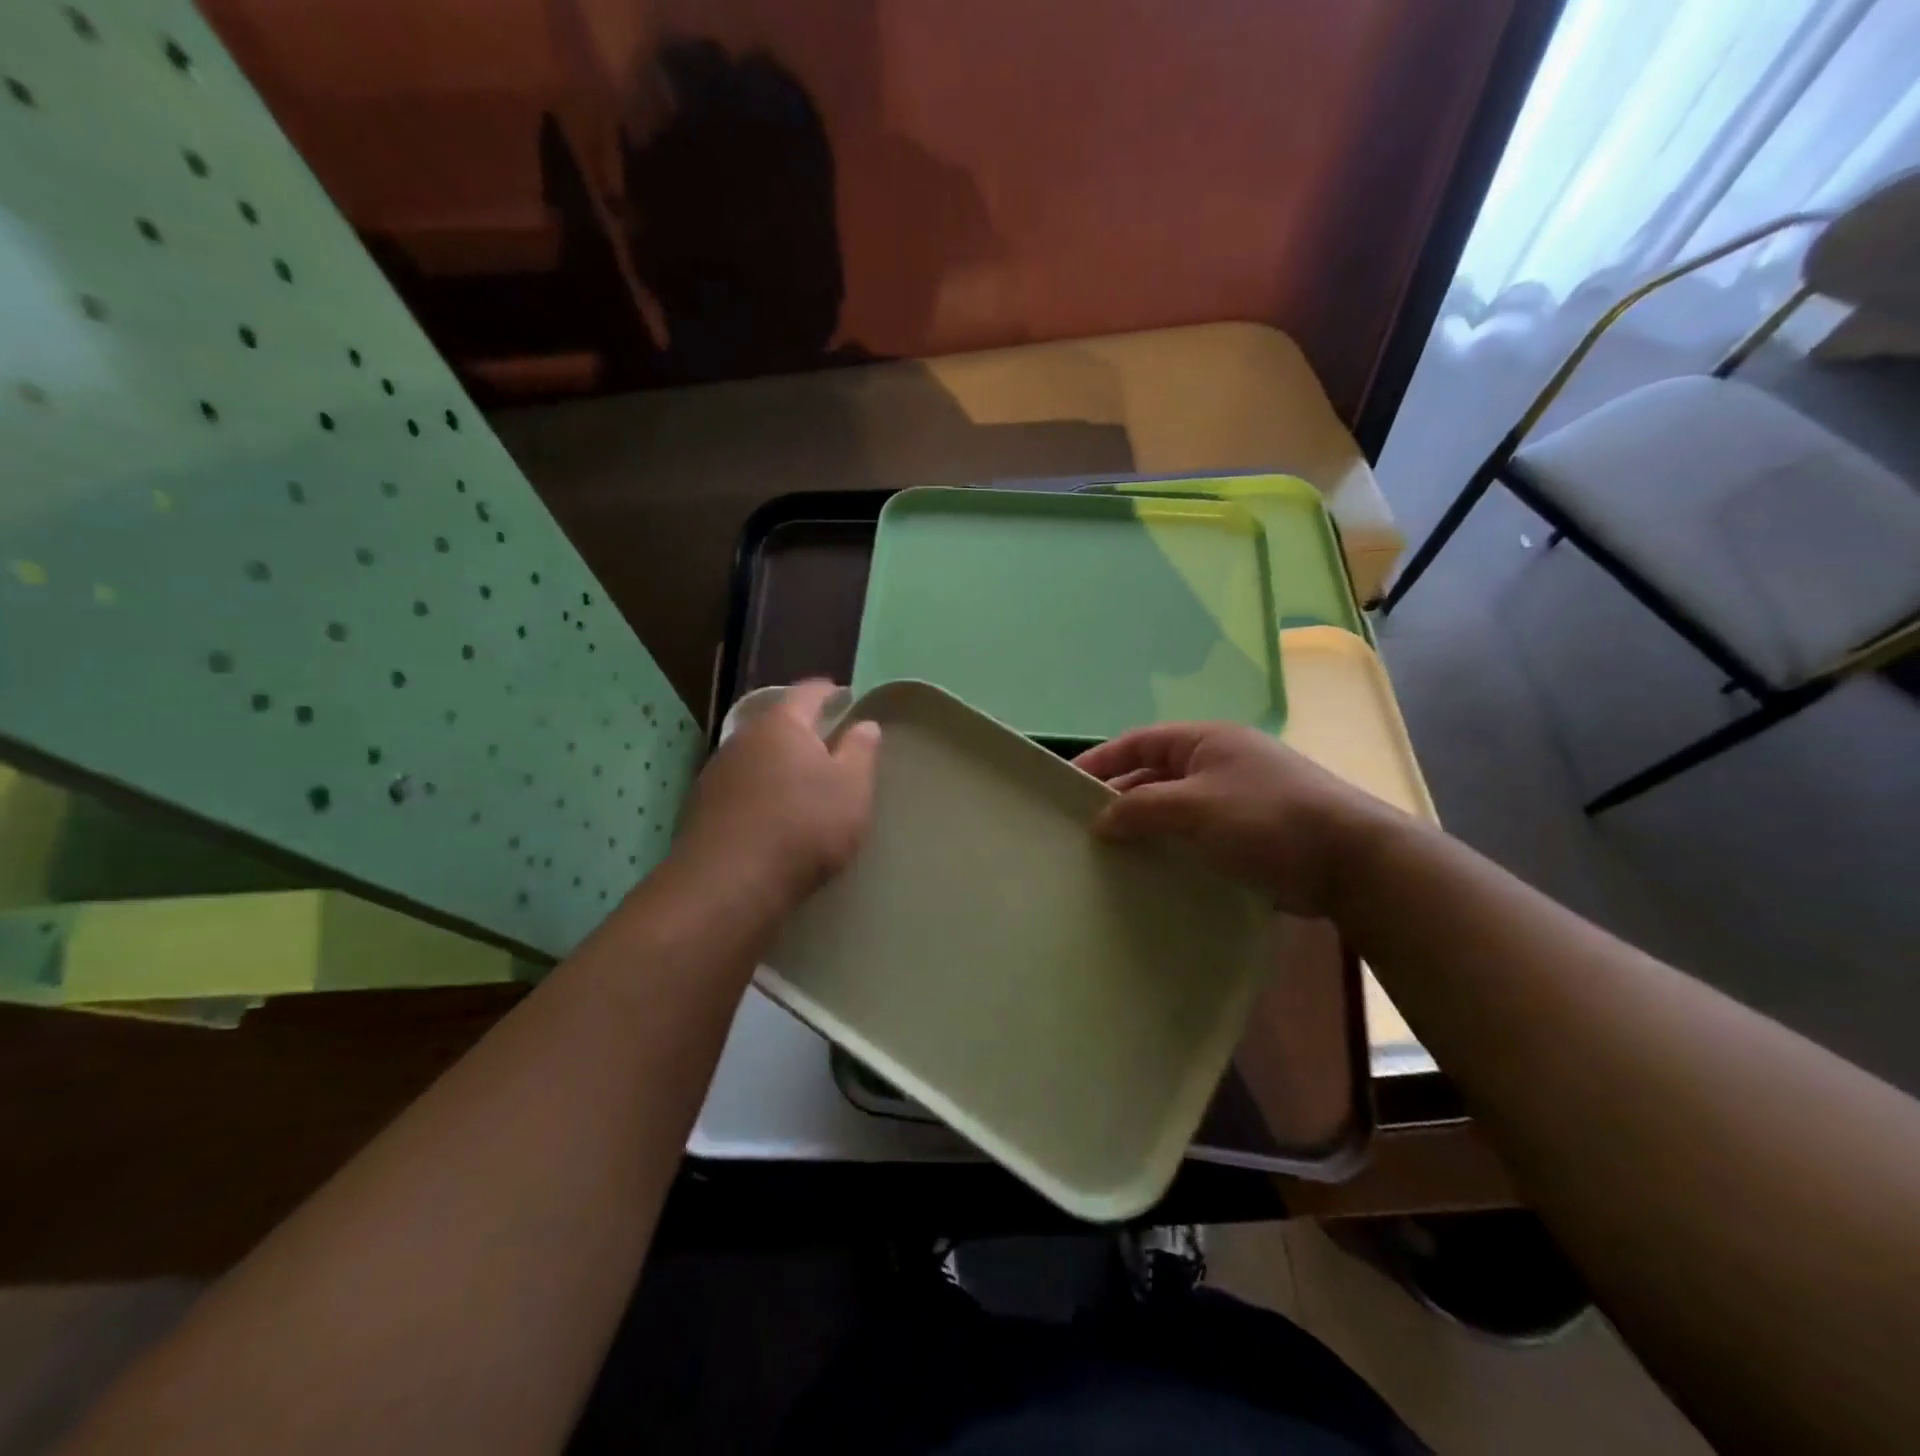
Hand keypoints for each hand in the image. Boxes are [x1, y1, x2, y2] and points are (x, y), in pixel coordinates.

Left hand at [672, 681, 880, 910]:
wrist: (729, 884)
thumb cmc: (804, 826)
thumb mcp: (852, 788)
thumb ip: (860, 751)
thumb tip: (864, 724)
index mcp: (782, 724)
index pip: (808, 692)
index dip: (830, 691)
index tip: (845, 696)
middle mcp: (743, 738)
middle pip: (778, 723)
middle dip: (802, 730)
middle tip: (829, 743)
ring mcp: (717, 772)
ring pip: (757, 756)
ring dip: (779, 763)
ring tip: (802, 782)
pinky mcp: (703, 807)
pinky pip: (742, 787)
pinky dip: (761, 791)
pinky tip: (773, 813)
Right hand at [1074, 724, 1401, 918]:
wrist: (1349, 861)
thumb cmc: (1266, 818)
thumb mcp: (1195, 806)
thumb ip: (1142, 808)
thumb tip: (1101, 820)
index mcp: (1205, 741)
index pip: (1139, 742)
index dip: (1101, 761)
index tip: (1066, 785)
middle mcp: (1217, 763)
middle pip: (1154, 775)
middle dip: (1120, 799)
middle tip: (1082, 828)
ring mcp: (1234, 800)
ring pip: (1174, 809)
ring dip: (1144, 828)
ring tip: (1108, 855)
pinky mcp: (1247, 835)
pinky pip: (1195, 836)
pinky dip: (1171, 848)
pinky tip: (1150, 873)